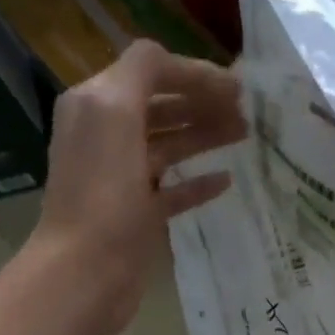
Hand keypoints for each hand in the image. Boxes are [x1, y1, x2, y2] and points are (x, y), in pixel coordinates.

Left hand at [34, 40, 245, 334]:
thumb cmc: (102, 194)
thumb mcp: (114, 113)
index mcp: (97, 106)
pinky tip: (225, 182)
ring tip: (244, 137)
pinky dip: (197, 183)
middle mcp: (106, 137)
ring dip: (205, 137)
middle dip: (202, 104)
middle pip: (161, 108)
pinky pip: (172, 191)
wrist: (87, 272)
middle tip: (247, 112)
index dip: (192, 74)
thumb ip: (141, 73)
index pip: (149, 71)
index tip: (236, 87)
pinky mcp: (137, 217)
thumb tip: (171, 62)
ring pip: (169, 147)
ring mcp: (122, 179)